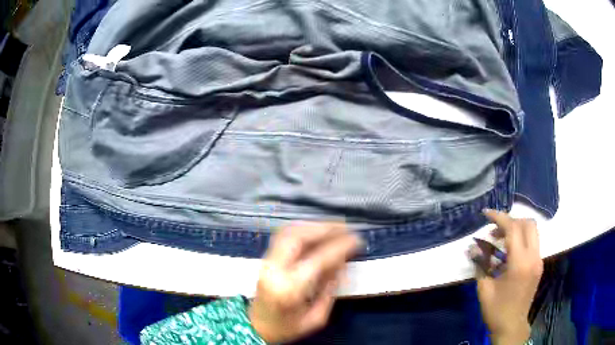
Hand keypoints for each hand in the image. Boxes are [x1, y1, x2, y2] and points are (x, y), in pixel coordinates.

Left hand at [249, 222, 361, 343]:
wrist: (256, 327)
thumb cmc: (287, 328)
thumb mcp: (316, 318)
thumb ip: (330, 290)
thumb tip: (342, 263)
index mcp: (289, 289)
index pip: (318, 259)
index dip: (340, 247)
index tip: (357, 241)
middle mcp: (275, 270)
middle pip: (298, 237)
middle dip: (325, 228)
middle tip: (346, 227)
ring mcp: (266, 262)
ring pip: (289, 232)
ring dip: (313, 226)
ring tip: (334, 227)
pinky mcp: (264, 260)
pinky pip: (283, 236)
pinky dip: (302, 229)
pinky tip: (315, 231)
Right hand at [472, 210, 542, 344]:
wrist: (511, 326)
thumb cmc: (496, 310)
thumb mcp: (484, 288)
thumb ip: (481, 264)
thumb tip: (472, 247)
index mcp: (520, 263)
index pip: (513, 229)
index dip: (499, 218)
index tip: (486, 214)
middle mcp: (533, 257)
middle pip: (528, 224)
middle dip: (511, 221)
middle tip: (495, 230)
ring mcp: (539, 260)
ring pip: (533, 231)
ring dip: (517, 229)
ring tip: (501, 240)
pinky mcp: (539, 265)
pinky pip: (533, 242)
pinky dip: (522, 239)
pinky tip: (509, 252)